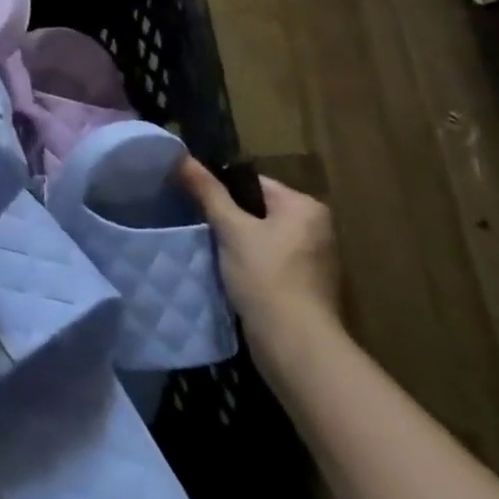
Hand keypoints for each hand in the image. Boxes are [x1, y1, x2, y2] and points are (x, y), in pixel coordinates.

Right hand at [179, 157, 339, 349]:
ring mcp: (314, 259)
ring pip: (262, 237)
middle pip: (258, 210)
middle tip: (198, 225)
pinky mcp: (305, 285)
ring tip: (209, 249)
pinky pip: (269, 260)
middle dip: (229, 218)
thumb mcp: (231, 229)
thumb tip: (181, 156)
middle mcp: (317, 228)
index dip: (221, 191)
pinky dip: (249, 263)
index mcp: (306, 207)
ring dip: (237, 242)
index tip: (194, 202)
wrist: (293, 342)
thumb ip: (208, 192)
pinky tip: (229, 273)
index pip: (254, 184)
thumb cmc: (265, 276)